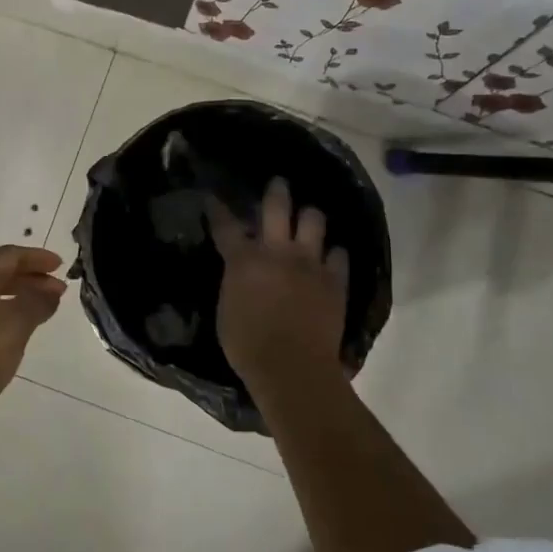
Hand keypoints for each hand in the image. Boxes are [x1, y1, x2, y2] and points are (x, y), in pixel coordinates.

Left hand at [0, 246, 66, 460]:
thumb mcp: (13, 325)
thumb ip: (36, 302)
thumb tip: (50, 289)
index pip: (8, 255)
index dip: (36, 257)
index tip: (61, 266)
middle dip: (30, 278)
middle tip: (59, 292)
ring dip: (19, 299)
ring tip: (43, 313)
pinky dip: (5, 319)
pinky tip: (16, 338)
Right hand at [207, 178, 347, 390]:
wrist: (292, 367)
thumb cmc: (247, 344)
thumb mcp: (226, 309)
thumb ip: (234, 282)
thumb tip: (240, 272)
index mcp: (244, 259)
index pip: (226, 225)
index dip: (218, 209)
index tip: (213, 196)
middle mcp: (277, 251)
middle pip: (277, 207)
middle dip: (276, 191)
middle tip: (278, 183)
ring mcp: (310, 263)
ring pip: (314, 221)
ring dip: (310, 217)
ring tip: (309, 218)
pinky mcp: (335, 280)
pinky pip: (339, 255)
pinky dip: (333, 254)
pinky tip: (330, 257)